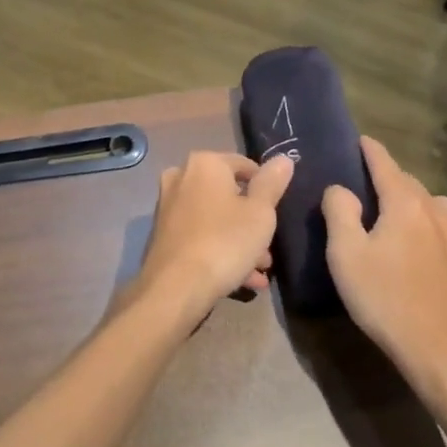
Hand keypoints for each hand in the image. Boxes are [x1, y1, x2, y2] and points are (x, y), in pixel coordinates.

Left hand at [133, 151, 293, 317]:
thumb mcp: (260, 213)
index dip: (266, 188)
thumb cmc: (224, 241)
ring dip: (239, 242)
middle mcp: (181, 178)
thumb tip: (283, 159)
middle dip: (252, 223)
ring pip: (215, 219)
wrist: (175, 287)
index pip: (245, 165)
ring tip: (259, 270)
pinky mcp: (163, 234)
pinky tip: (242, 280)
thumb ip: (272, 183)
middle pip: (229, 196)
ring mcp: (169, 207)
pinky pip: (200, 236)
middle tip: (268, 251)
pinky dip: (219, 250)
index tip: (277, 213)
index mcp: (205, 164)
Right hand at [322, 137, 446, 377]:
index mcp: (404, 203)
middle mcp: (434, 210)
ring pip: (431, 203)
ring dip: (412, 199)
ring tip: (394, 211)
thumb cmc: (384, 297)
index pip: (385, 164)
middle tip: (364, 182)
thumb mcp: (346, 254)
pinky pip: (444, 227)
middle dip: (388, 176)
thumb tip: (339, 189)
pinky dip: (430, 223)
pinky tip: (423, 240)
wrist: (438, 348)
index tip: (359, 139)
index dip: (370, 150)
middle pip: (408, 182)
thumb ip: (339, 212)